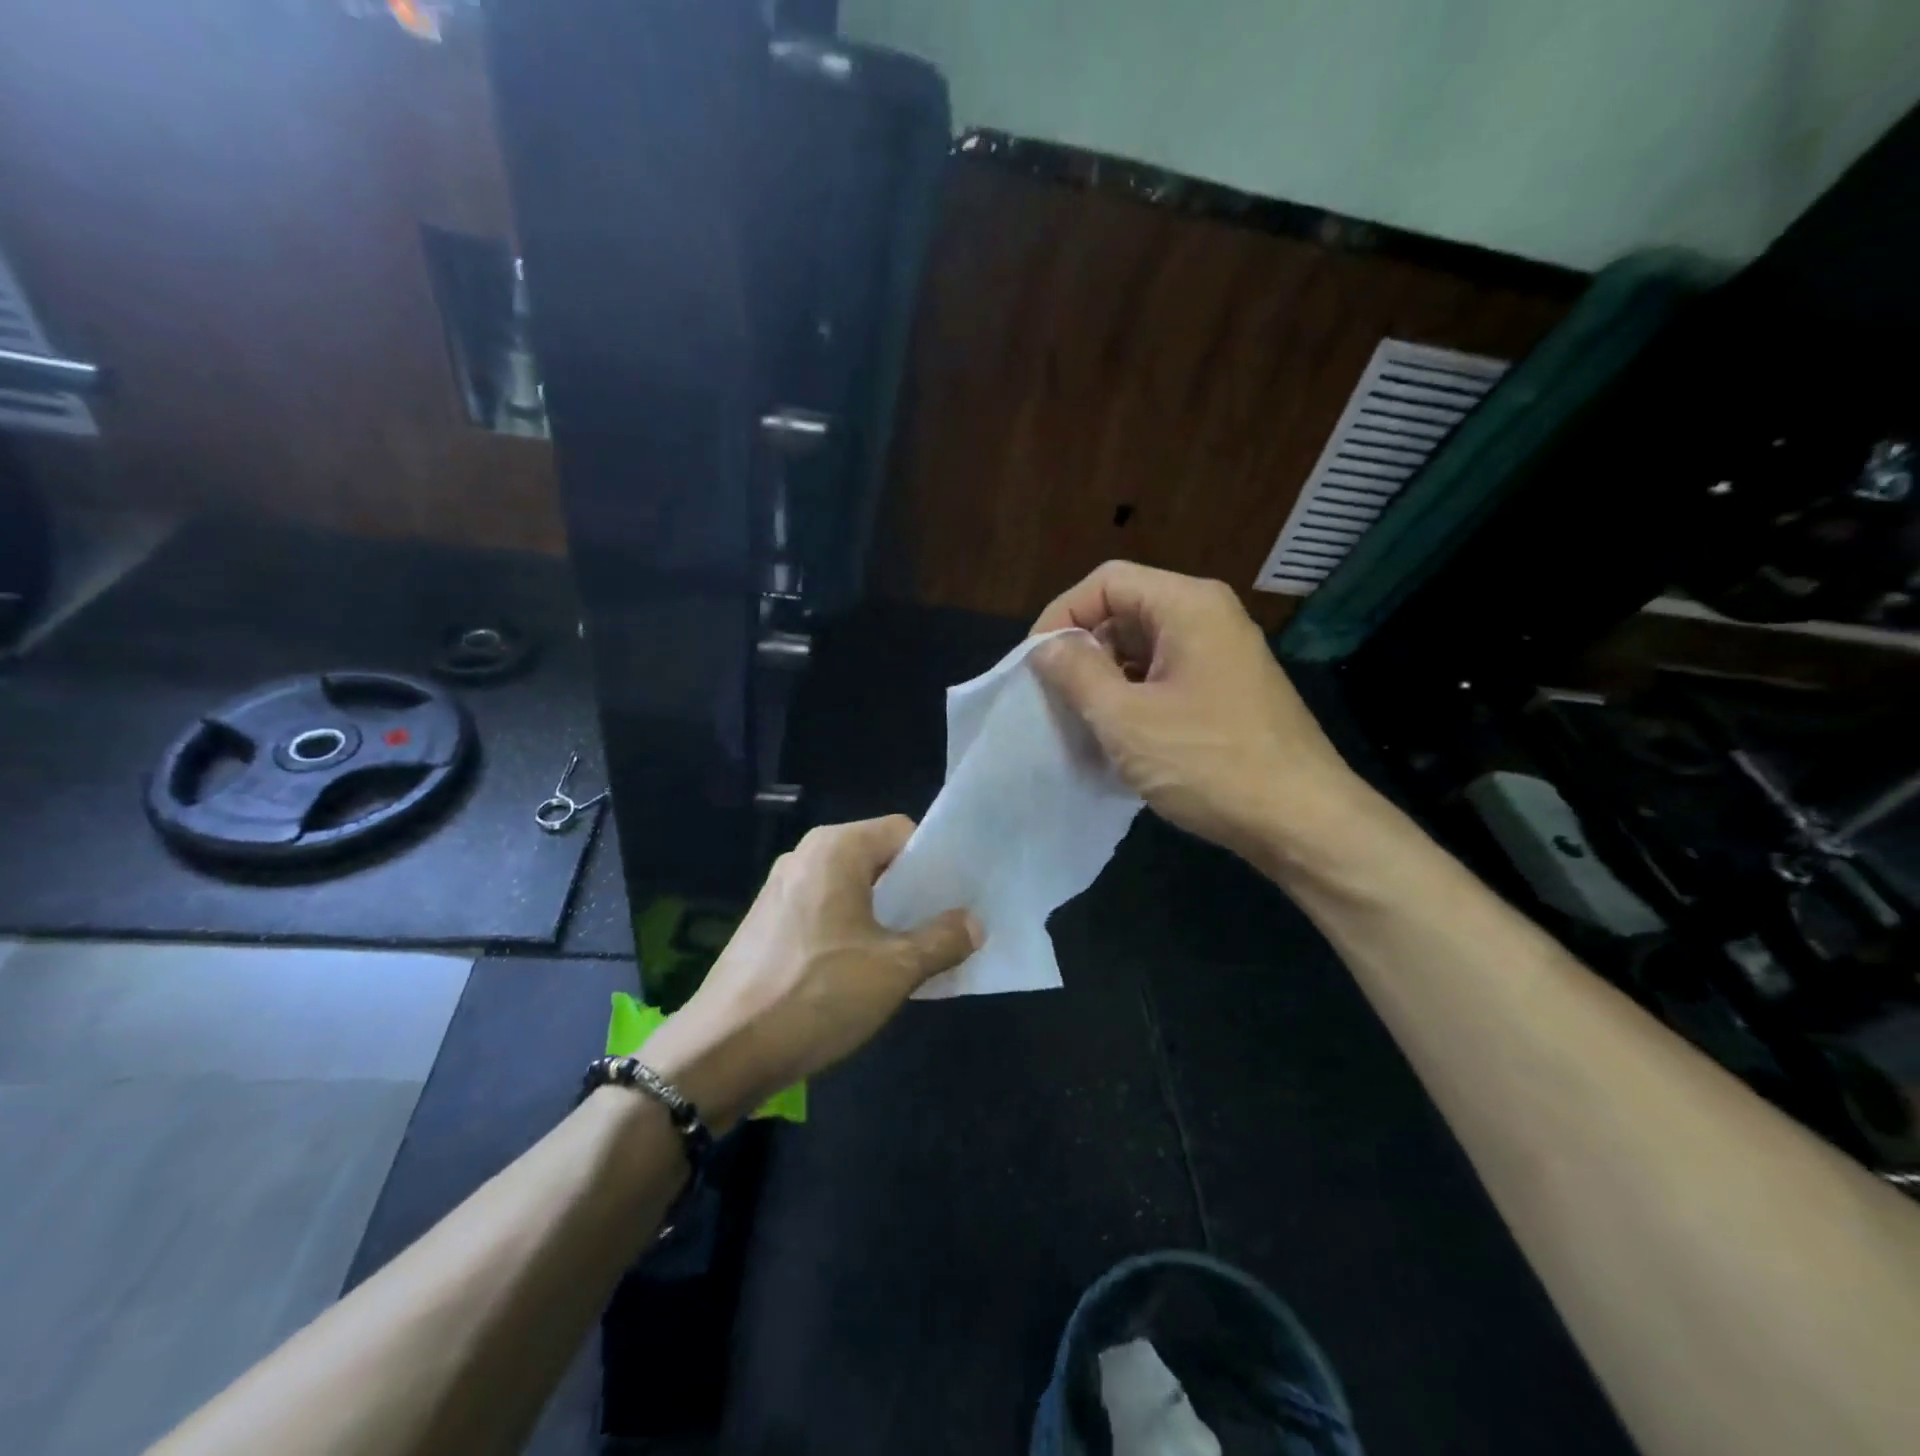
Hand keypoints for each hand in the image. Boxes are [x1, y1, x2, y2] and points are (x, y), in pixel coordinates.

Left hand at [642, 817, 979, 1129]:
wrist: (722, 1051)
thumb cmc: (816, 994)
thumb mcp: (895, 970)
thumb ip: (942, 940)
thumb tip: (974, 923)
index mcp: (835, 849)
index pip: (902, 832)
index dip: (935, 862)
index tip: (958, 899)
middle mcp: (806, 857)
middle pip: (877, 860)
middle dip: (913, 894)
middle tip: (944, 930)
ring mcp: (781, 890)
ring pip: (852, 890)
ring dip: (885, 918)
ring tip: (911, 956)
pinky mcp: (768, 924)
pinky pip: (826, 913)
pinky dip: (853, 932)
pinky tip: (865, 973)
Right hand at [1030, 561, 1369, 866]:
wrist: (1303, 821)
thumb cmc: (1209, 762)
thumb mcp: (1126, 719)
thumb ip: (1076, 673)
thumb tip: (1046, 646)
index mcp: (1188, 606)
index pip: (1106, 582)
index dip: (1061, 615)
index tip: (1035, 663)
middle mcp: (1209, 618)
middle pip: (1125, 611)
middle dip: (1083, 650)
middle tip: (1054, 697)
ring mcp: (1223, 655)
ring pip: (1143, 648)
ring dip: (1106, 679)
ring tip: (1082, 722)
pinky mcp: (1228, 691)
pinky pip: (1166, 676)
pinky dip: (1134, 697)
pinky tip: (1120, 738)